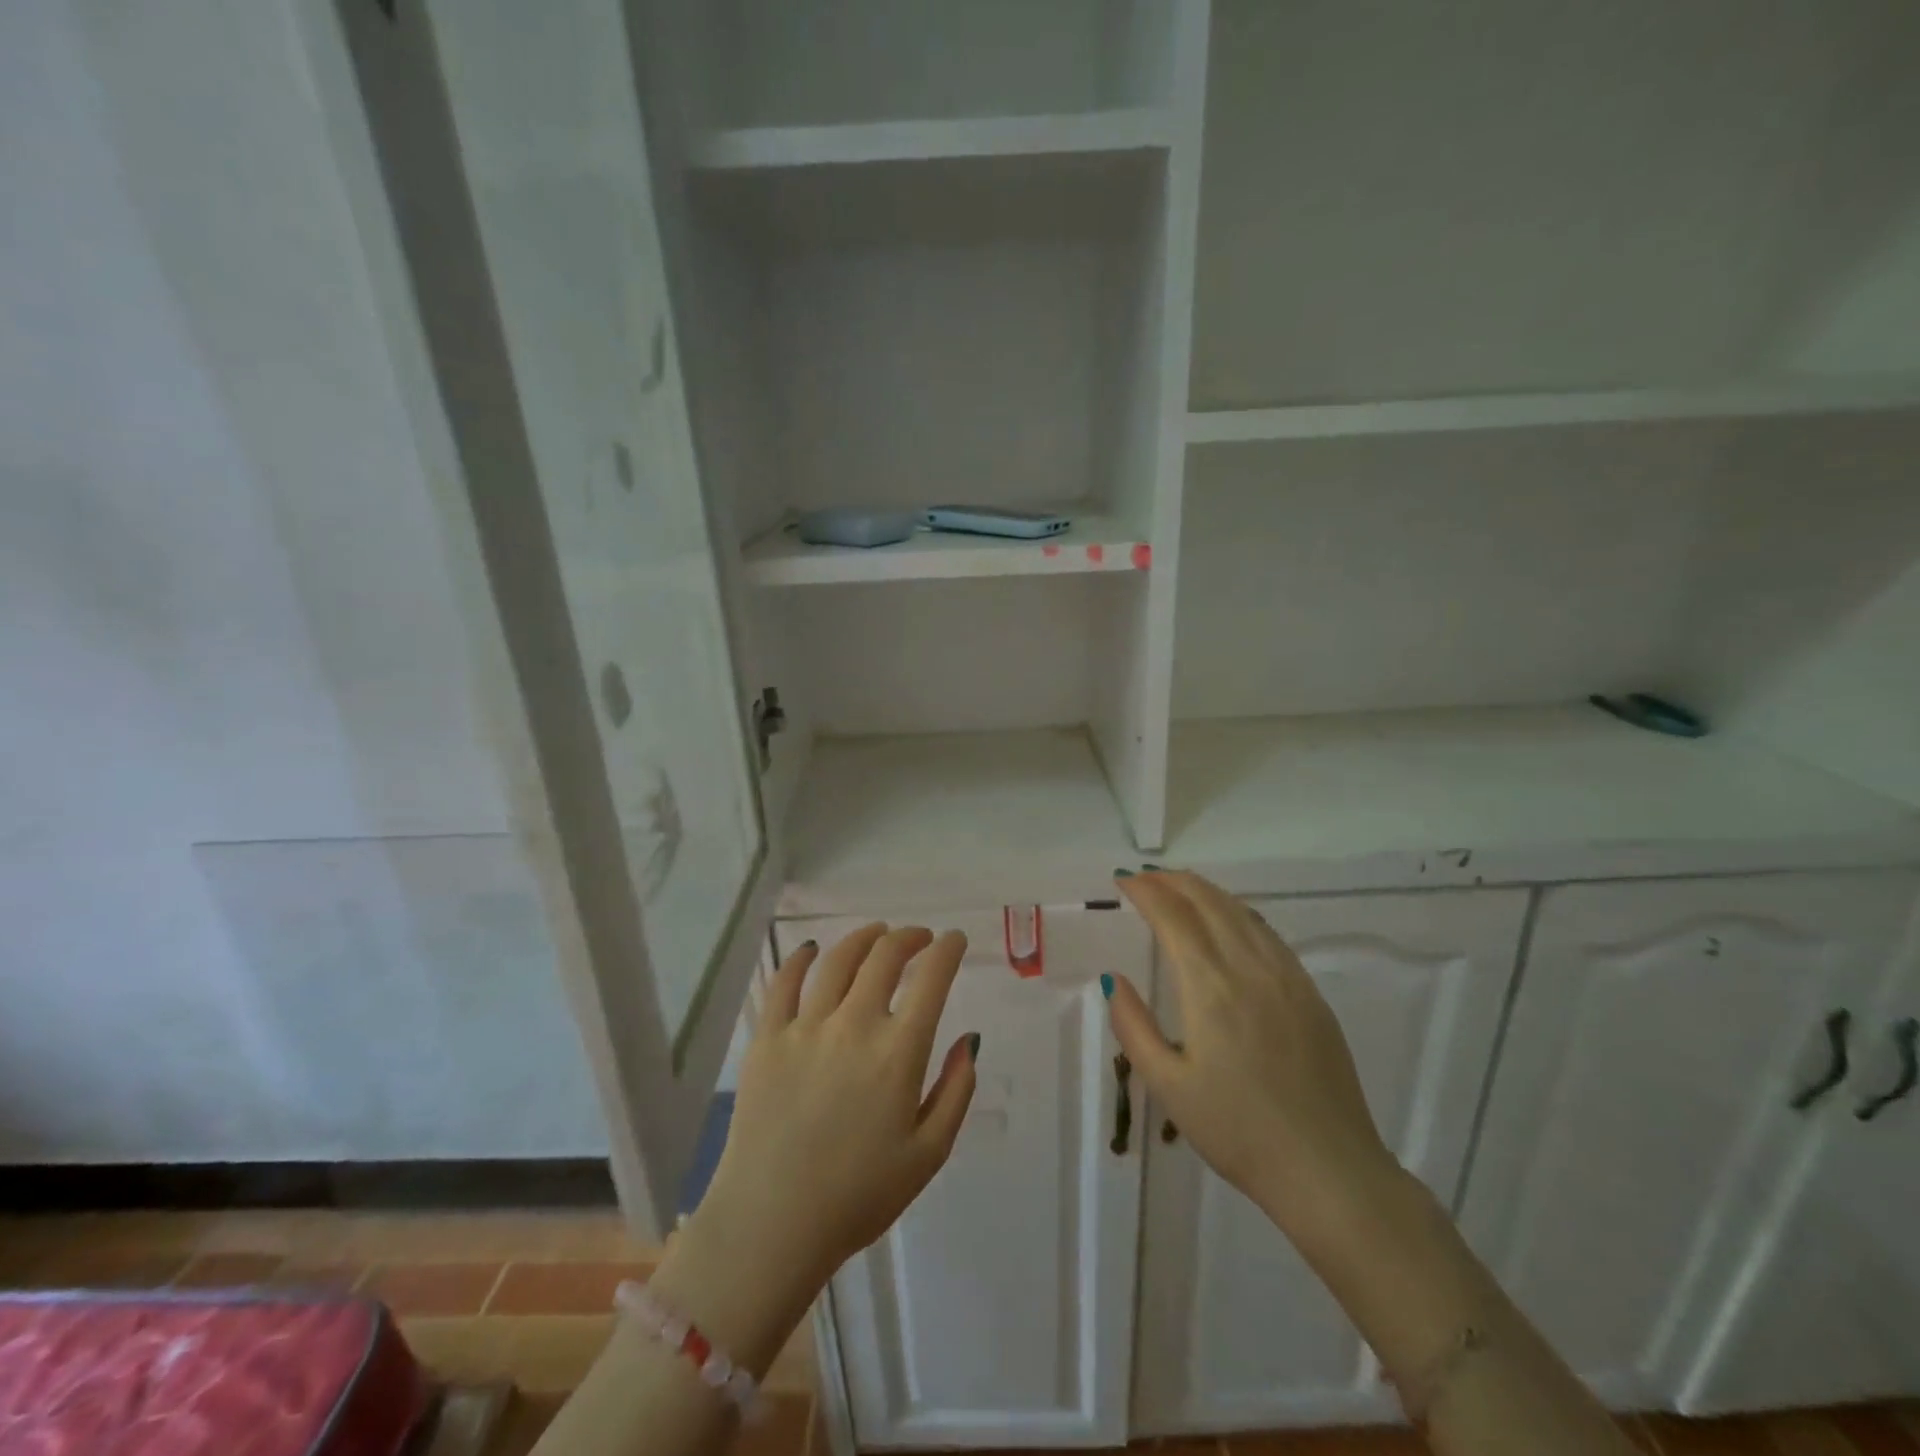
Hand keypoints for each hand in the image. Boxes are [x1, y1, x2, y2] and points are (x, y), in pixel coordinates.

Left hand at [694, 925, 978, 1293]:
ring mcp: (805, 1027)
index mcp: (898, 1052)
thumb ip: (956, 1091)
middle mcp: (854, 1024)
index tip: (954, 940)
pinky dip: (801, 958)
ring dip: (864, 938)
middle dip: (909, 937)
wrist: (771, 1225)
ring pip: (838, 959)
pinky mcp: (767, 1037)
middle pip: (885, 956)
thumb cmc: (858, 1196)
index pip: (931, 978)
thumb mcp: (928, 1154)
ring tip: (877, 934)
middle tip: (919, 938)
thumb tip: (969, 1040)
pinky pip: (784, 982)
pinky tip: (812, 950)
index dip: (947, 949)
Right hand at [1108, 871, 1400, 1245]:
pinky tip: (1228, 920)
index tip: (1123, 881)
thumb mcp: (1169, 1086)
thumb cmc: (1239, 1132)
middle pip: (1209, 902)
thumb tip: (1114, 978)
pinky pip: (1267, 933)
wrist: (1329, 1171)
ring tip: (1179, 887)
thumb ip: (1134, 1026)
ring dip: (1205, 891)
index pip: (1173, 917)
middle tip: (1144, 878)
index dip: (1146, 891)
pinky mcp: (1311, 993)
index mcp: (1211, 987)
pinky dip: (1237, 912)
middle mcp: (1251, 968)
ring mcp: (1288, 977)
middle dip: (1173, 881)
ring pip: (1241, 912)